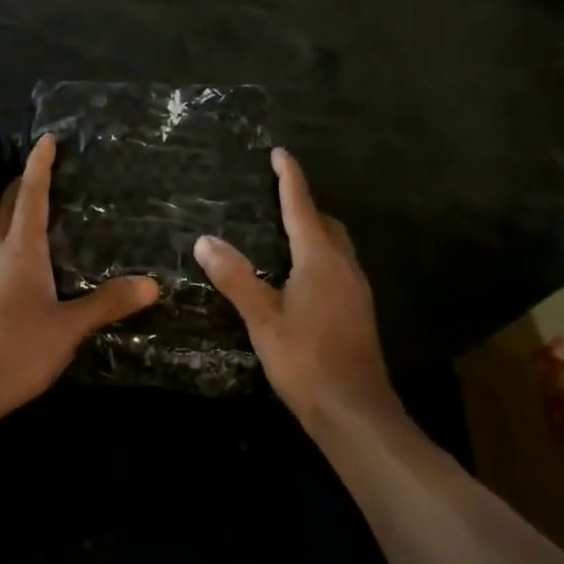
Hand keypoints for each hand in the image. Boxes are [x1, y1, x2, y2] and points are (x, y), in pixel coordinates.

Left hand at [0, 133, 159, 423]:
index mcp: (21, 251)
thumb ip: (106, 303)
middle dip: (25, 184)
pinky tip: (35, 266)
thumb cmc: (13, 348)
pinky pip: (3, 260)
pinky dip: (19, 246)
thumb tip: (152, 282)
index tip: (47, 139)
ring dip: (19, 214)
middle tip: (44, 168)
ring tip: (44, 210)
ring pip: (3, 235)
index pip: (32, 196)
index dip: (40, 166)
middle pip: (10, 209)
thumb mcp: (67, 327)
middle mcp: (0, 258)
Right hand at [195, 148, 393, 427]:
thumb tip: (205, 240)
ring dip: (313, 230)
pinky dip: (318, 255)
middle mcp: (344, 266)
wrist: (354, 410)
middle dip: (303, 204)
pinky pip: (337, 266)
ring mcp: (356, 289)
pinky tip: (298, 275)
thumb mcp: (263, 318)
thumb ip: (235, 277)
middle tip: (275, 195)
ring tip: (282, 231)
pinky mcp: (358, 309)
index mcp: (320, 260)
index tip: (280, 153)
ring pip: (335, 245)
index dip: (290, 178)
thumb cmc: (305, 360)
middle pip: (325, 223)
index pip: (302, 207)